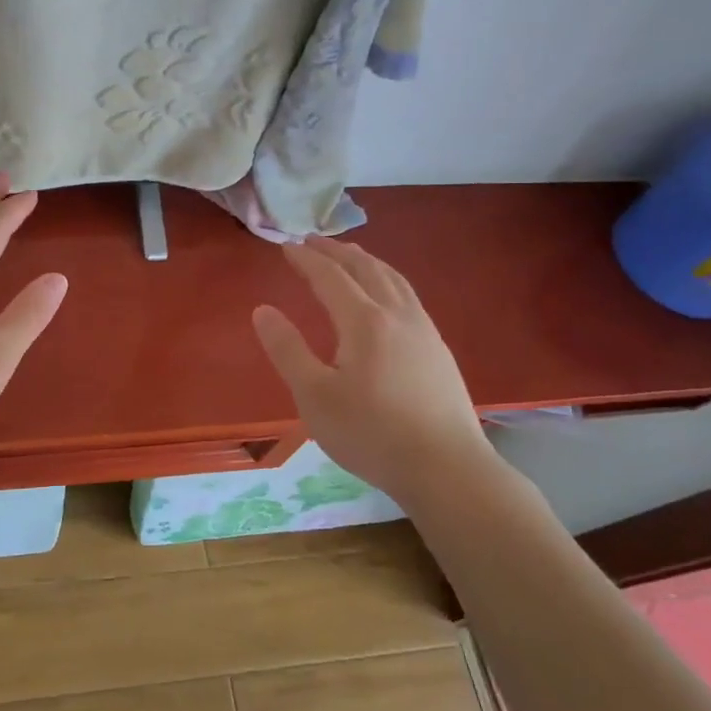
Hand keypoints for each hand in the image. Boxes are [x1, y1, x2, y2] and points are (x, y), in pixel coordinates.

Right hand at [252, 237, 489, 495]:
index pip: (330, 277)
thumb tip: (263, 310)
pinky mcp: (439, 351)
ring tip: (351, 256)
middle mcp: (397, 315)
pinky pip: (409, 297)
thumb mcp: (315, 396)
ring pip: (394, 280)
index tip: (286, 246)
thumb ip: (287, 350)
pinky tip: (388, 297)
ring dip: (367, 262)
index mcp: (364, 322)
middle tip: (314, 240)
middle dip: (337, 252)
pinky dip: (389, 280)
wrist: (447, 469)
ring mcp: (424, 332)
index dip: (306, 259)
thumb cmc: (371, 433)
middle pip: (366, 269)